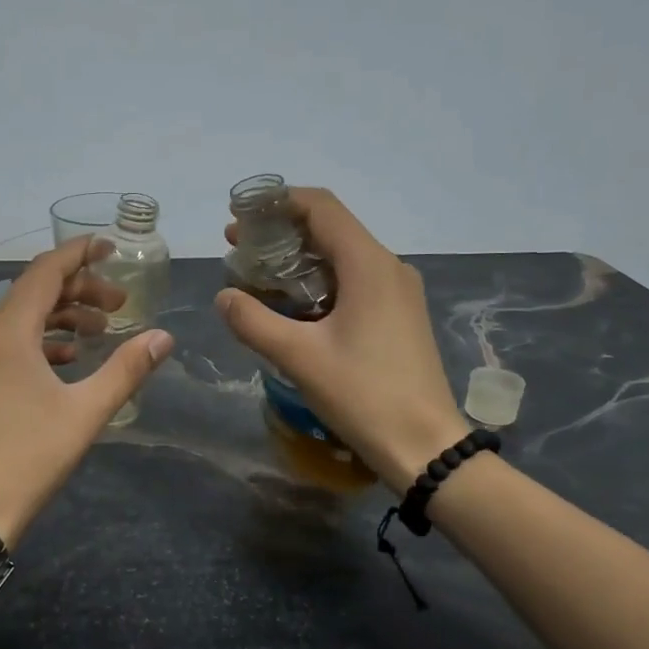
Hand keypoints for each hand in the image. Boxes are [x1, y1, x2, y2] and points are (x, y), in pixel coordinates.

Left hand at [0, 236, 175, 545]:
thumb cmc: (28, 457)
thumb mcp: (85, 412)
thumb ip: (126, 369)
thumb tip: (163, 337)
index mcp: (7, 331)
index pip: (45, 271)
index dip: (79, 253)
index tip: (110, 247)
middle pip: (33, 292)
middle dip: (79, 290)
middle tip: (120, 305)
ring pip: (19, 317)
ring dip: (61, 316)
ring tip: (101, 331)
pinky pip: (7, 342)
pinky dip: (40, 339)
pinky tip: (68, 359)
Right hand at [216, 188, 466, 493]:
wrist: (425, 446)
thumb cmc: (364, 394)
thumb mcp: (299, 357)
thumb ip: (254, 321)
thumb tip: (224, 296)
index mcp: (368, 264)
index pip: (321, 206)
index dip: (277, 202)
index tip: (239, 216)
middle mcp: (388, 266)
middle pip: (330, 228)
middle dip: (281, 233)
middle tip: (239, 251)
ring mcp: (398, 291)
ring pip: (342, 256)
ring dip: (298, 260)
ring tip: (258, 279)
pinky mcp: (399, 315)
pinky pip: (354, 281)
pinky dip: (319, 281)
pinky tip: (293, 307)